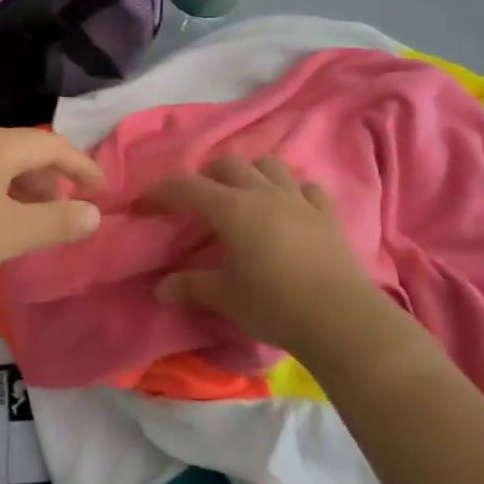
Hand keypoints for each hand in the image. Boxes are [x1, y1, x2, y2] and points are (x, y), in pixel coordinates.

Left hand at [0, 127, 104, 288]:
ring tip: (26, 224)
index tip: (102, 192)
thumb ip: (58, 223)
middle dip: (50, 182)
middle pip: (24, 153)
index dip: (83, 168)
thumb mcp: (12, 233)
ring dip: (20, 191)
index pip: (54, 147)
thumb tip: (94, 214)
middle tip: (62, 214)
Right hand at [145, 155, 387, 355]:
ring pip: (270, 166)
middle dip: (206, 176)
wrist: (338, 317)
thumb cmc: (273, 304)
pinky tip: (289, 209)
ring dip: (251, 173)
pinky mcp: (326, 215)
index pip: (187, 188)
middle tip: (196, 200)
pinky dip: (292, 192)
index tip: (144, 203)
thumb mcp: (225, 297)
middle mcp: (264, 194)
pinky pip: (307, 189)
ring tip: (243, 195)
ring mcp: (299, 200)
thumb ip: (191, 286)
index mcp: (232, 209)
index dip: (162, 192)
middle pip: (229, 165)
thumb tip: (161, 288)